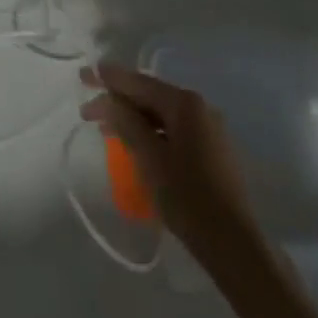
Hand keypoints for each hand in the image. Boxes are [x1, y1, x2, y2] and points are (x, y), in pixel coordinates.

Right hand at [82, 63, 271, 271]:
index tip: (84, 74)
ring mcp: (208, 129)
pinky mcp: (210, 150)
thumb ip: (126, 122)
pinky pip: (173, 130)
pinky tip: (134, 143)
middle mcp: (199, 108)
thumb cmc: (188, 197)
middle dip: (118, 100)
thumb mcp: (149, 157)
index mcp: (185, 103)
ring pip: (161, 114)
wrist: (233, 244)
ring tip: (105, 127)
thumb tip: (107, 98)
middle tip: (88, 108)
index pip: (139, 83)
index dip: (109, 78)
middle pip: (150, 96)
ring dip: (132, 118)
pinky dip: (150, 132)